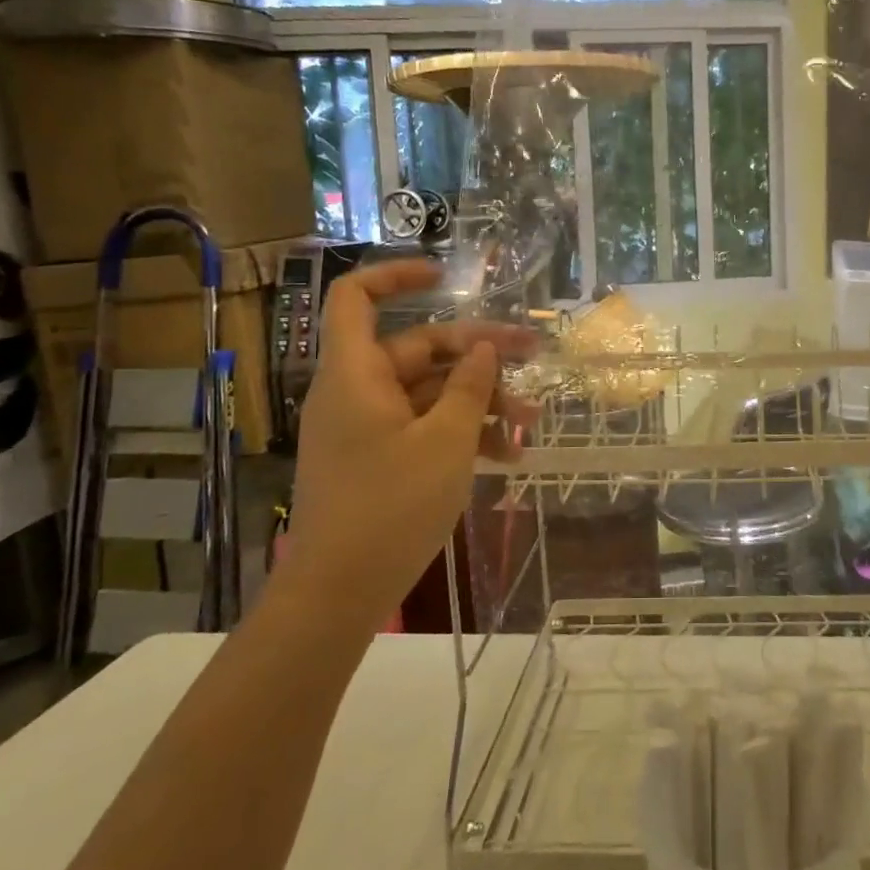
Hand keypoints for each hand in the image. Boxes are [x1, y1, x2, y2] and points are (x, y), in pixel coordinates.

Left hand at [276, 260, 537, 629]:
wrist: (338, 593)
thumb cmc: (390, 506)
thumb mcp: (445, 442)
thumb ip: (470, 388)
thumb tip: (484, 349)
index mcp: (356, 373)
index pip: (357, 297)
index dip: (397, 276)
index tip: (447, 277)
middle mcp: (356, 391)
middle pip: (417, 347)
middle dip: (477, 355)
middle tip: (531, 358)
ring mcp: (366, 427)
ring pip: (428, 392)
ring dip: (479, 400)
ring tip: (529, 422)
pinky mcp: (377, 458)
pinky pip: (422, 426)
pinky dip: (461, 432)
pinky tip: (505, 455)